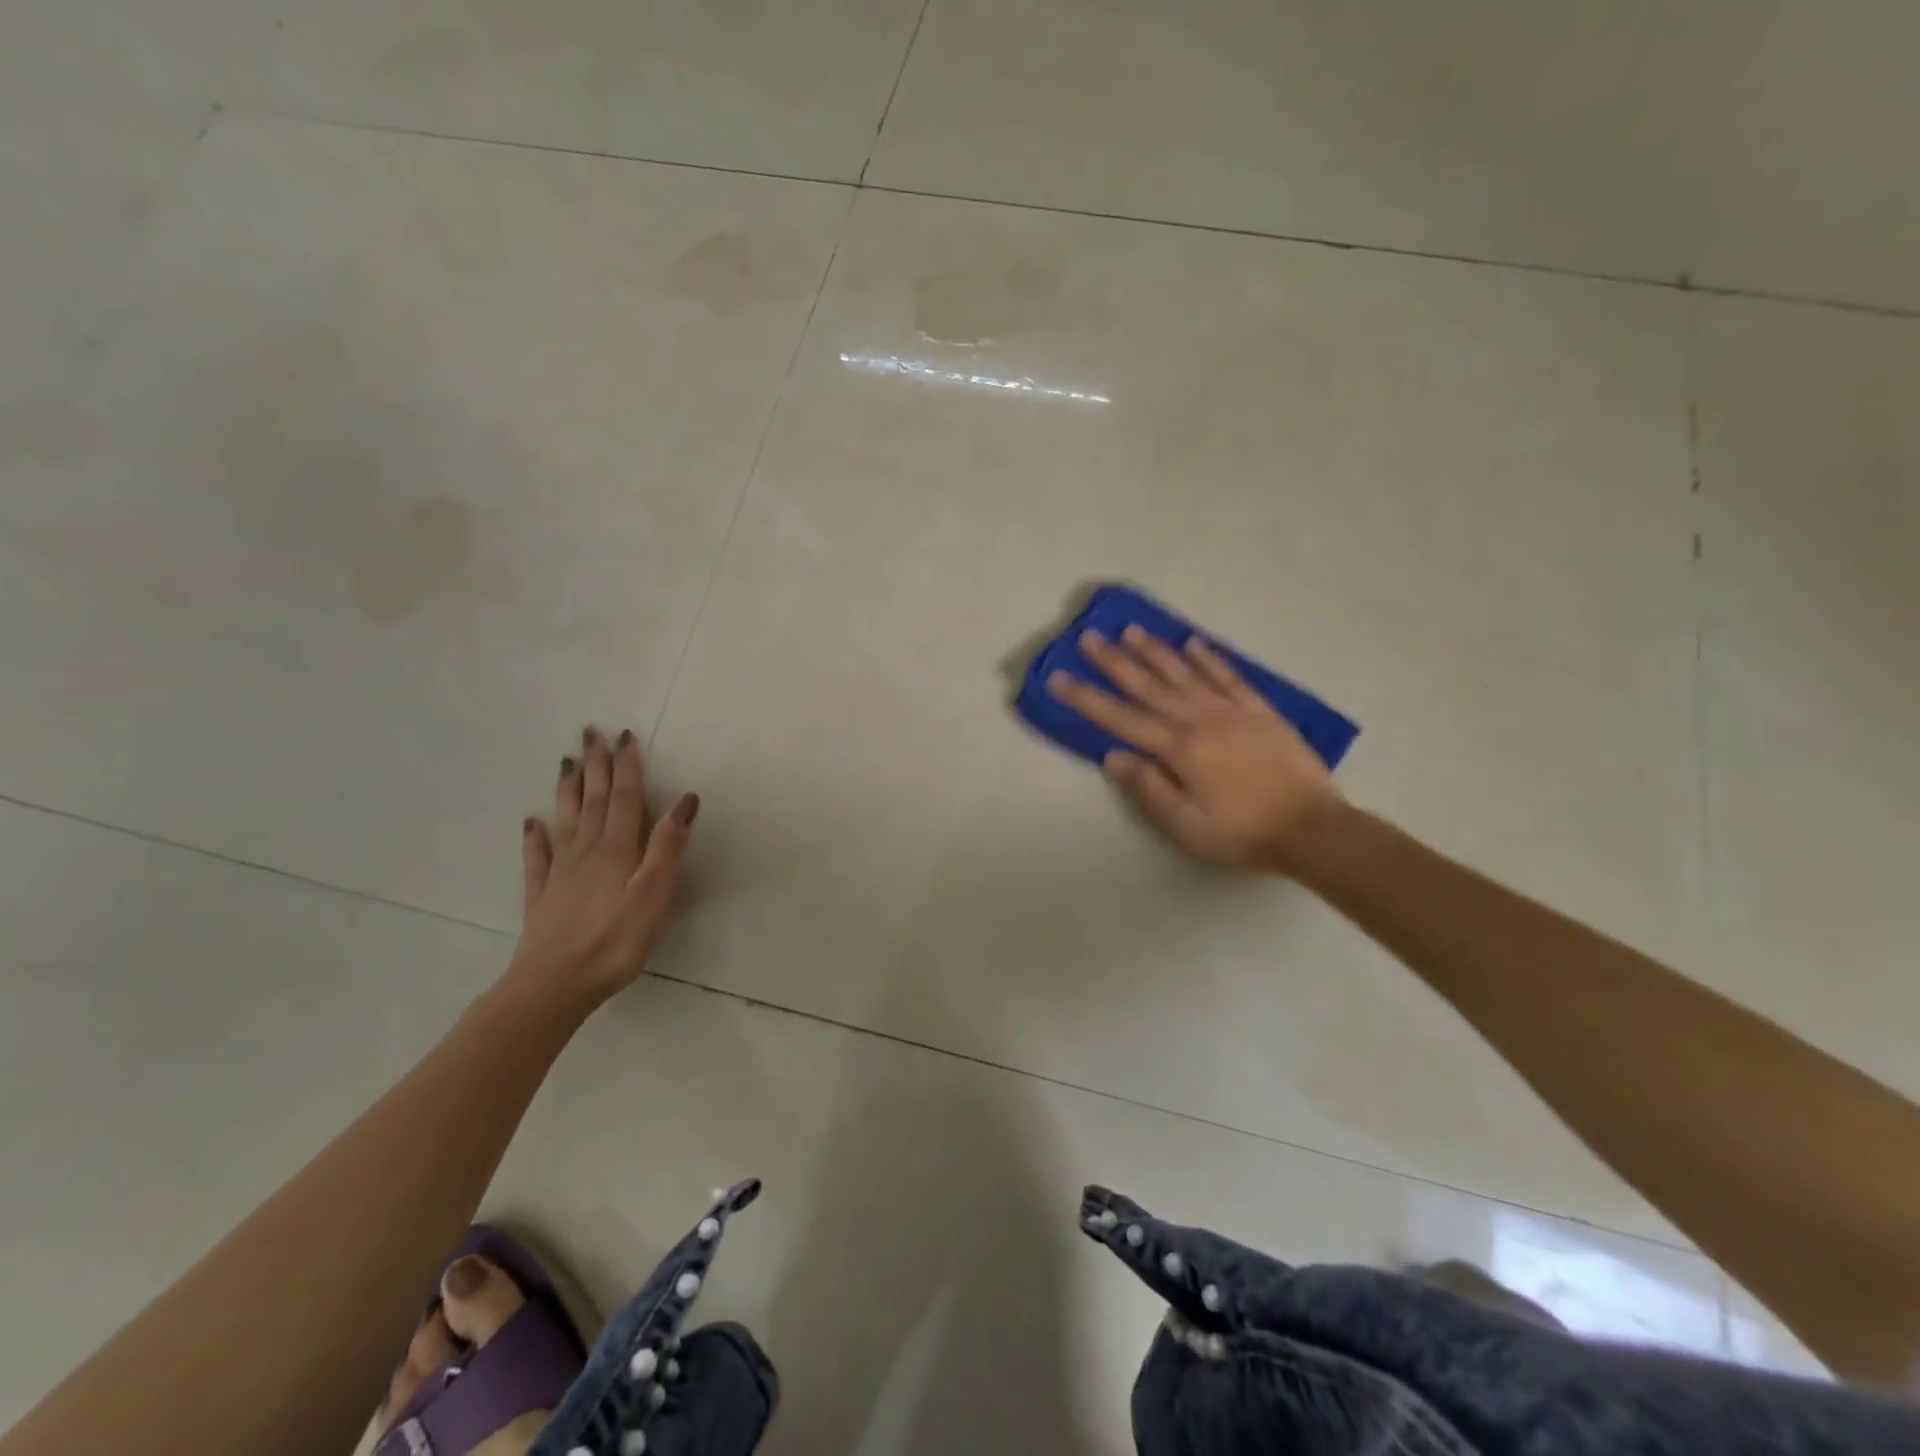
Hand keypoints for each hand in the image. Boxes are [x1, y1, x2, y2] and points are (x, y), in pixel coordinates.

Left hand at [506, 726, 698, 1009]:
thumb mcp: (654, 895)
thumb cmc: (614, 942)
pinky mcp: (542, 895)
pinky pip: (538, 857)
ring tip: (566, 762)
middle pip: (593, 800)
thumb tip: (686, 799)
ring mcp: (560, 872)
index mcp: (616, 850)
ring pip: (566, 820)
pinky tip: (531, 821)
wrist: (553, 986)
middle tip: (590, 733)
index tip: (624, 735)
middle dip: (596, 766)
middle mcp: (586, 851)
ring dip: (569, 789)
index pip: (624, 798)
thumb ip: (668, 847)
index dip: (626, 766)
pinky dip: (535, 835)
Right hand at [1047, 626, 1342, 872]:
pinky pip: (1230, 678)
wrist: (1313, 829)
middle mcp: (1202, 721)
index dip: (1087, 699)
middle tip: (1089, 638)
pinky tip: (1192, 643)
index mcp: (1181, 750)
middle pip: (1150, 687)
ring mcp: (1233, 712)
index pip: (1123, 720)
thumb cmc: (1243, 833)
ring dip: (1156, 651)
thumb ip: (1149, 788)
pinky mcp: (1261, 712)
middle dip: (1115, 662)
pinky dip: (1209, 659)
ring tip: (1131, 630)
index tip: (1059, 678)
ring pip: (1186, 675)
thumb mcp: (1187, 827)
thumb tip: (1113, 756)